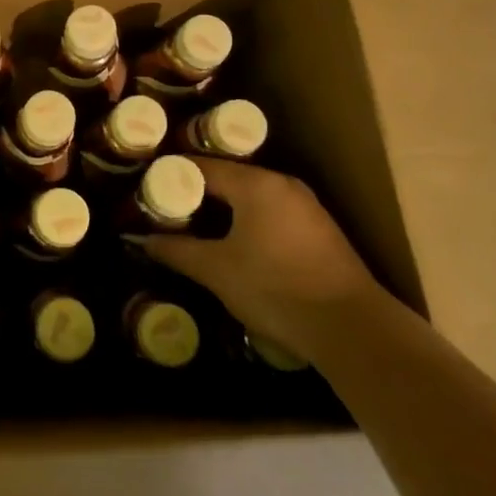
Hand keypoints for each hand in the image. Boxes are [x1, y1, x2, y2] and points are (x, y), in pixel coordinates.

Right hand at [144, 159, 384, 363]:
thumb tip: (143, 240)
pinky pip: (272, 213)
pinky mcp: (320, 230)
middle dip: (198, 193)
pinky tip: (236, 244)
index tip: (148, 188)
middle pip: (229, 178)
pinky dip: (249, 221)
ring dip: (225, 209)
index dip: (172, 176)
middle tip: (168, 209)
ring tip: (197, 226)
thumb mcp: (216, 271)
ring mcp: (306, 206)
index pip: (202, 166)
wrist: (351, 329)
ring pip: (252, 196)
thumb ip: (177, 250)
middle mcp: (282, 184)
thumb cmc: (276, 289)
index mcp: (256, 184)